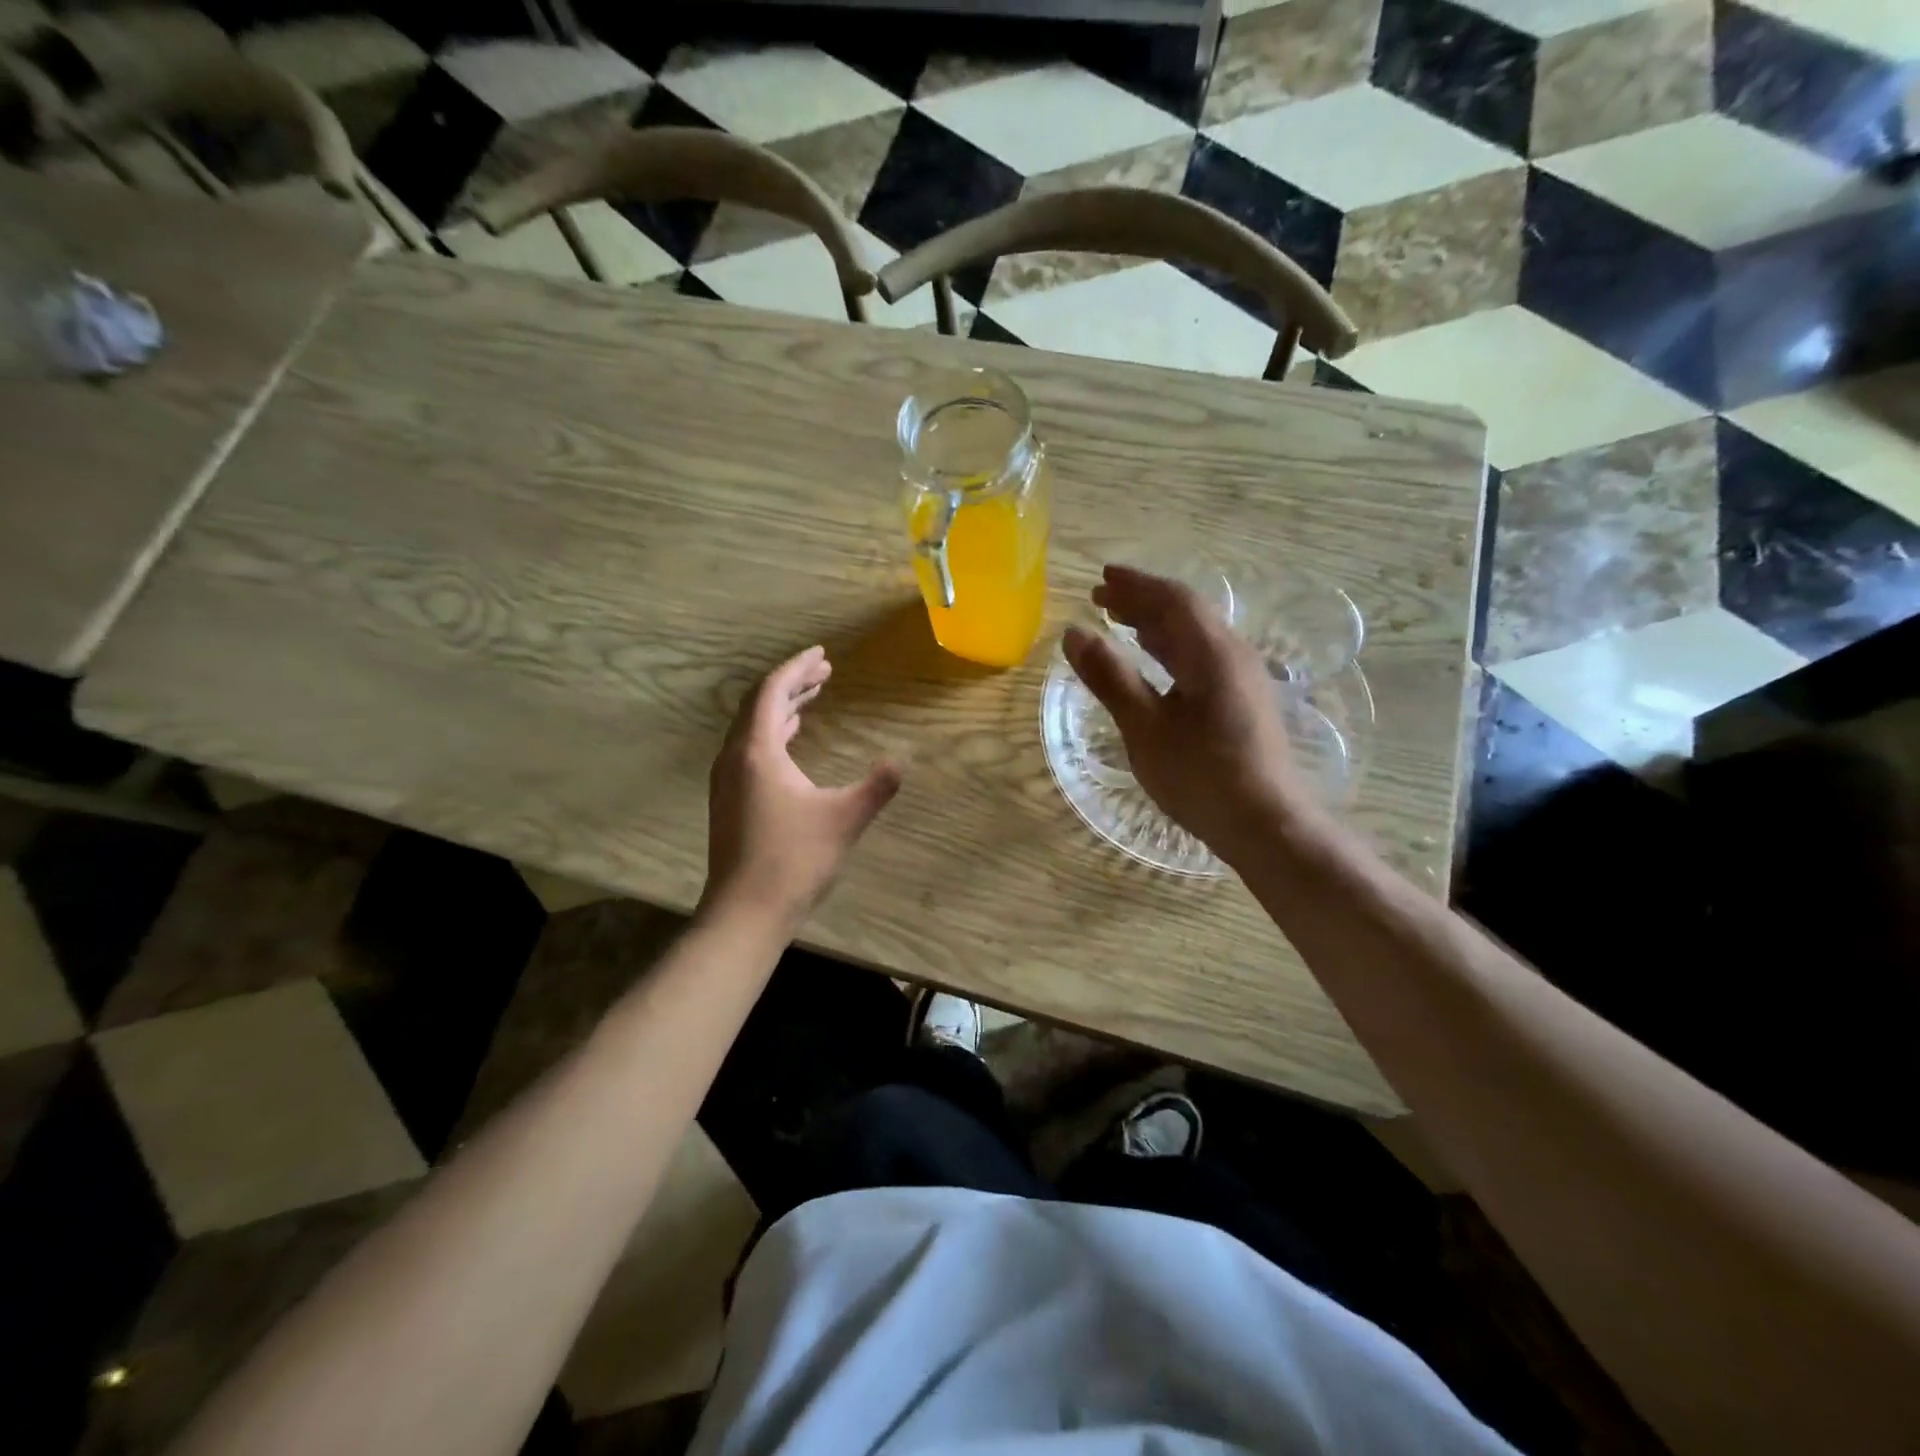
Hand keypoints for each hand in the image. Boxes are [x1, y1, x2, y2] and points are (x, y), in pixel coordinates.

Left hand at [702, 646, 901, 930]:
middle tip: (825, 672)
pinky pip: (749, 747)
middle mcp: (734, 757)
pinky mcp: (729, 799)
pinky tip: (791, 738)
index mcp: (757, 751)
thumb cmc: (794, 860)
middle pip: (759, 704)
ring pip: (752, 727)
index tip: (822, 654)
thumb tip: (902, 761)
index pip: (772, 692)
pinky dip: (773, 732)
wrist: (745, 912)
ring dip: (782, 708)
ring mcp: (727, 780)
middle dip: (792, 684)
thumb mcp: (844, 819)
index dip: (797, 668)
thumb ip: (877, 786)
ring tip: (813, 696)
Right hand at [1063, 565, 1312, 867]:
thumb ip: (1110, 677)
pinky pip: (1203, 658)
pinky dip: (1172, 649)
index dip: (1135, 585)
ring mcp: (1243, 679)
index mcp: (1211, 652)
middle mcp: (1233, 655)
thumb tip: (1075, 633)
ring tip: (1121, 623)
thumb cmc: (1201, 775)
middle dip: (1143, 601)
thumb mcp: (1144, 727)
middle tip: (1102, 598)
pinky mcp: (1244, 702)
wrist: (1266, 824)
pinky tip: (1156, 663)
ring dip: (1157, 625)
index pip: (1172, 600)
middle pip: (1186, 613)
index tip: (1102, 578)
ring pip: (1196, 636)